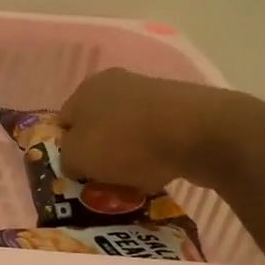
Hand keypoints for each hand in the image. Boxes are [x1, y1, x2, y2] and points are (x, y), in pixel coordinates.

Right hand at [57, 68, 244, 193]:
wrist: (200, 133)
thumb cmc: (126, 142)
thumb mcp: (78, 158)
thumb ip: (66, 159)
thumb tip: (74, 161)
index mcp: (86, 88)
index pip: (64, 122)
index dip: (66, 149)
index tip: (77, 173)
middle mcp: (116, 83)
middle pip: (98, 126)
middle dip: (99, 153)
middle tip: (103, 180)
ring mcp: (152, 93)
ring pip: (127, 132)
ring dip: (128, 155)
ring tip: (134, 181)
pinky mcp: (182, 108)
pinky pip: (157, 137)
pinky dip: (155, 154)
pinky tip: (161, 171)